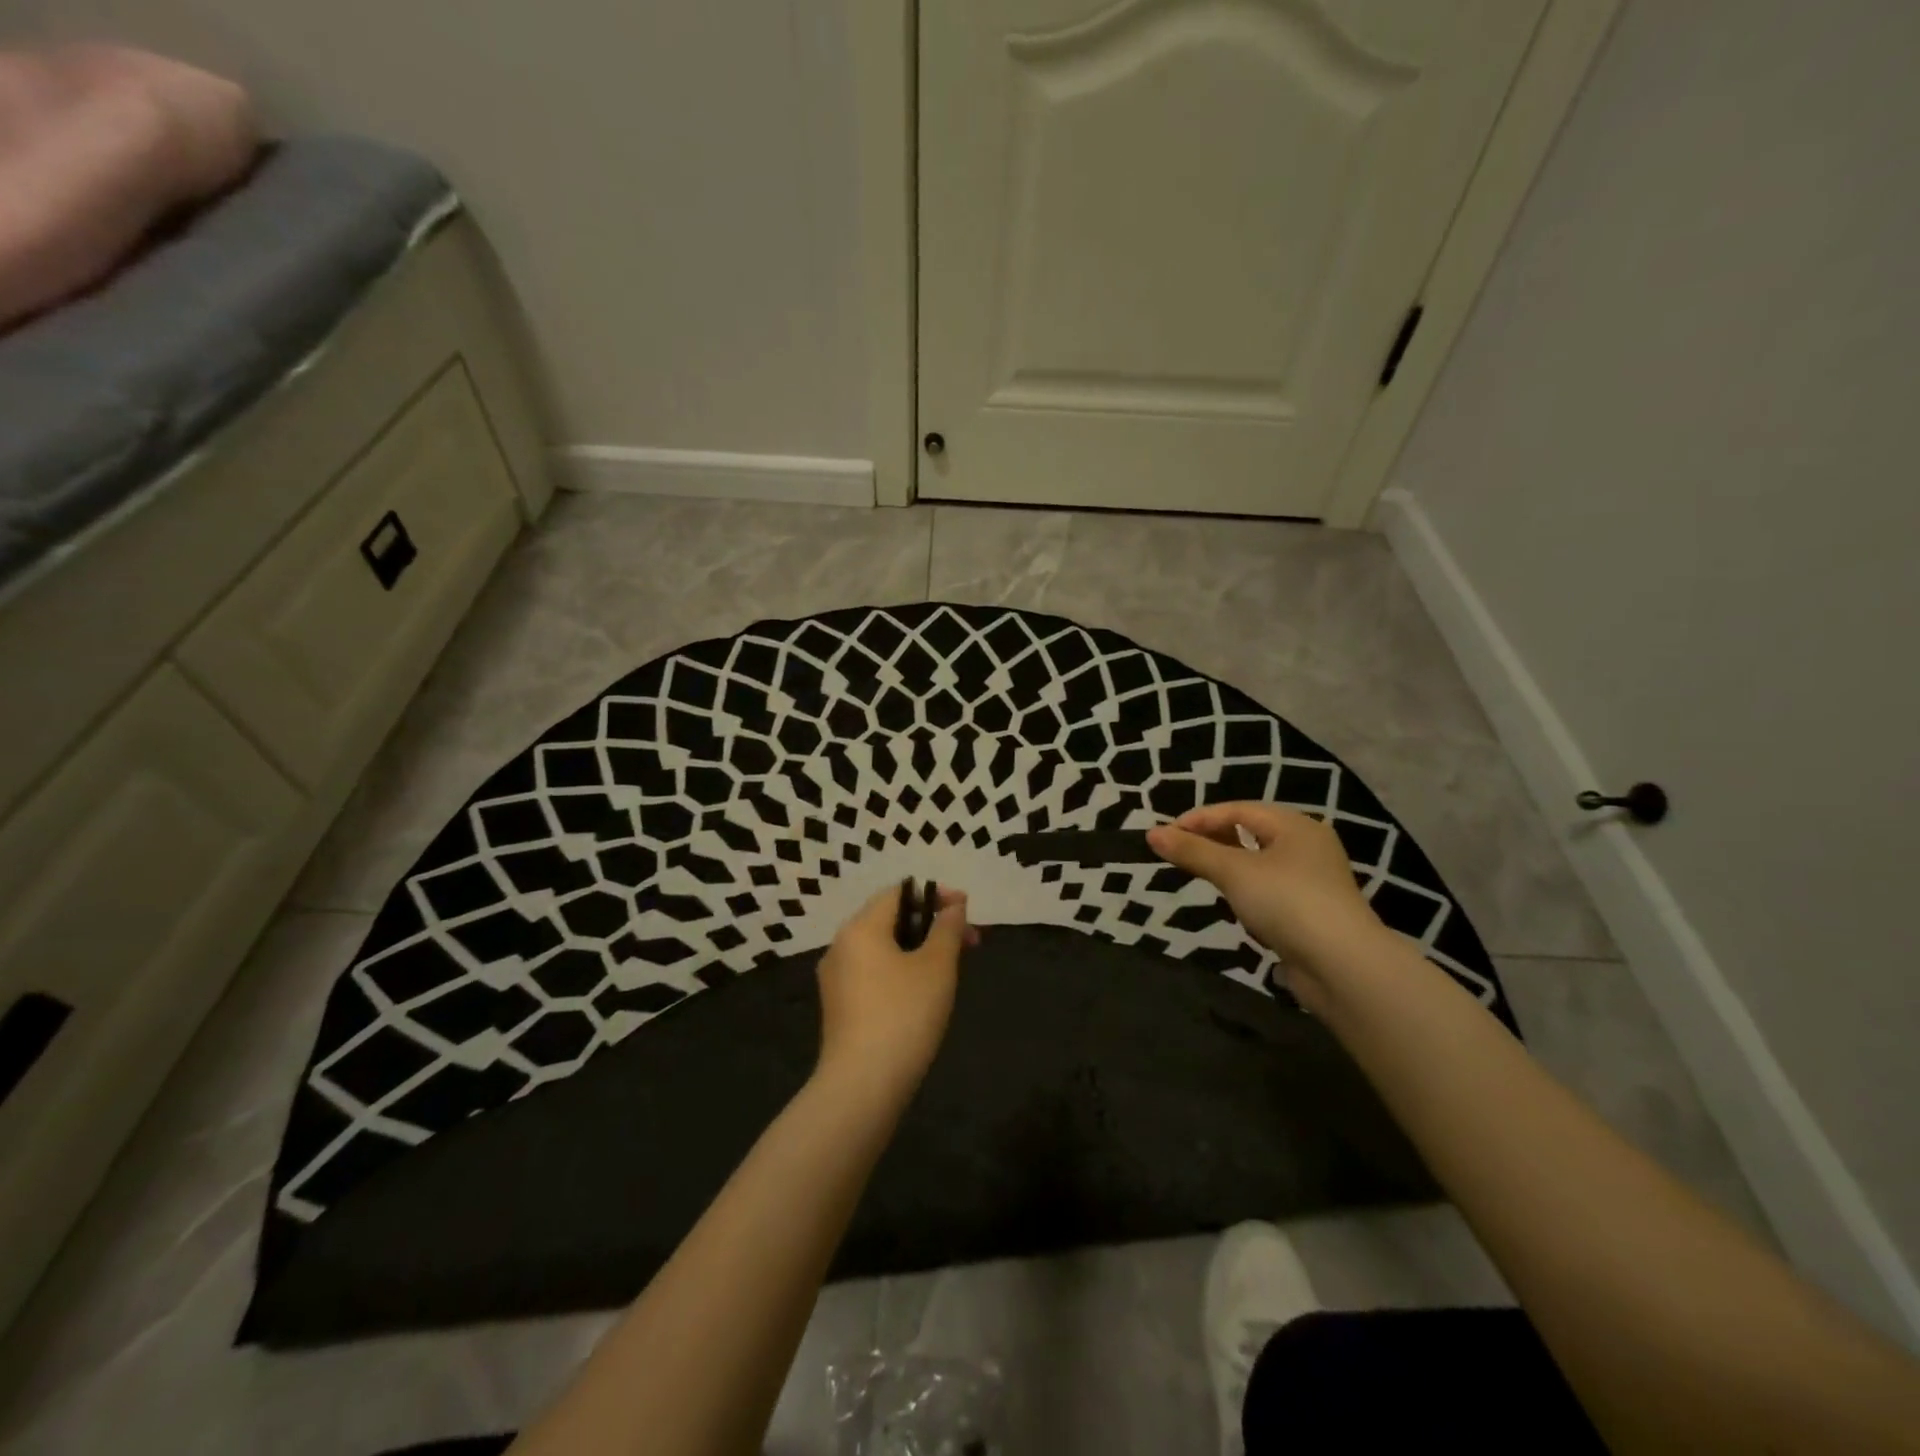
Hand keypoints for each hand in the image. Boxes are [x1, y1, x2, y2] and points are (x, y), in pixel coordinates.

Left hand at [813, 883, 976, 1097]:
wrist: (862, 1087)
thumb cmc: (904, 1015)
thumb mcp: (937, 966)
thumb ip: (947, 928)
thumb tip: (953, 906)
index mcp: (860, 927)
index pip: (899, 892)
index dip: (936, 895)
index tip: (966, 911)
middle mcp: (840, 945)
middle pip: (890, 919)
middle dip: (931, 924)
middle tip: (969, 942)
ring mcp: (835, 978)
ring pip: (883, 948)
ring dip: (918, 948)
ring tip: (951, 968)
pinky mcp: (839, 1007)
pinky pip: (873, 973)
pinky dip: (900, 970)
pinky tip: (923, 994)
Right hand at [1147, 803, 1386, 1012]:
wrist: (1342, 967)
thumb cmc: (1286, 902)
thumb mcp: (1233, 872)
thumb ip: (1192, 851)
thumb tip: (1151, 834)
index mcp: (1296, 826)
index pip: (1239, 809)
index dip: (1200, 818)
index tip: (1167, 834)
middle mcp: (1309, 847)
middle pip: (1252, 833)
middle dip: (1214, 840)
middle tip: (1180, 852)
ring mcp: (1314, 881)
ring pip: (1261, 863)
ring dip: (1231, 866)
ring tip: (1202, 876)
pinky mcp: (1313, 913)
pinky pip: (1272, 891)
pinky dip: (1249, 892)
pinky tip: (1237, 908)